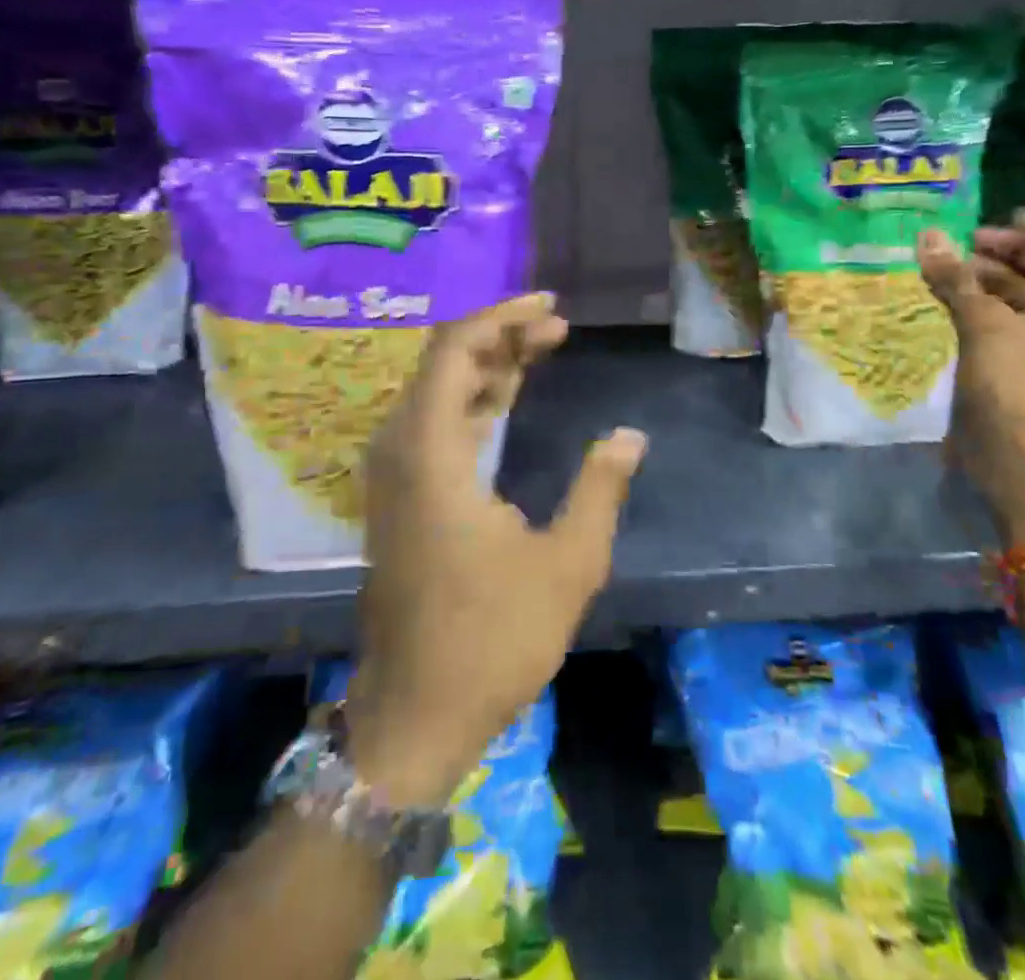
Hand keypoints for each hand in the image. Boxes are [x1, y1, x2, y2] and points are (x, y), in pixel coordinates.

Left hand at [347, 293, 646, 808]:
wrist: (415, 716)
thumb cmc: (491, 640)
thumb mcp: (566, 565)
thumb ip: (599, 490)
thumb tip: (630, 436)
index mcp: (431, 455)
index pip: (454, 351)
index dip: (501, 318)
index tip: (550, 309)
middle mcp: (401, 452)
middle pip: (443, 363)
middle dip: (500, 336)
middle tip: (556, 329)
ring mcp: (394, 477)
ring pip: (437, 392)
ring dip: (487, 366)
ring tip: (542, 351)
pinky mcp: (400, 498)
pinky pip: (433, 424)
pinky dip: (472, 401)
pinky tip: (508, 399)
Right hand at [918, 208, 1024, 544]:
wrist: (1015, 463)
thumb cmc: (1018, 388)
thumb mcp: (988, 327)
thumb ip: (958, 280)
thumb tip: (929, 236)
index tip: (1010, 220)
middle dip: (1011, 249)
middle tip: (967, 241)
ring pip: (1016, 294)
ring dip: (985, 274)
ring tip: (945, 266)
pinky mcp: (1005, 363)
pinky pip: (992, 318)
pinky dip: (970, 301)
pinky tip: (940, 294)